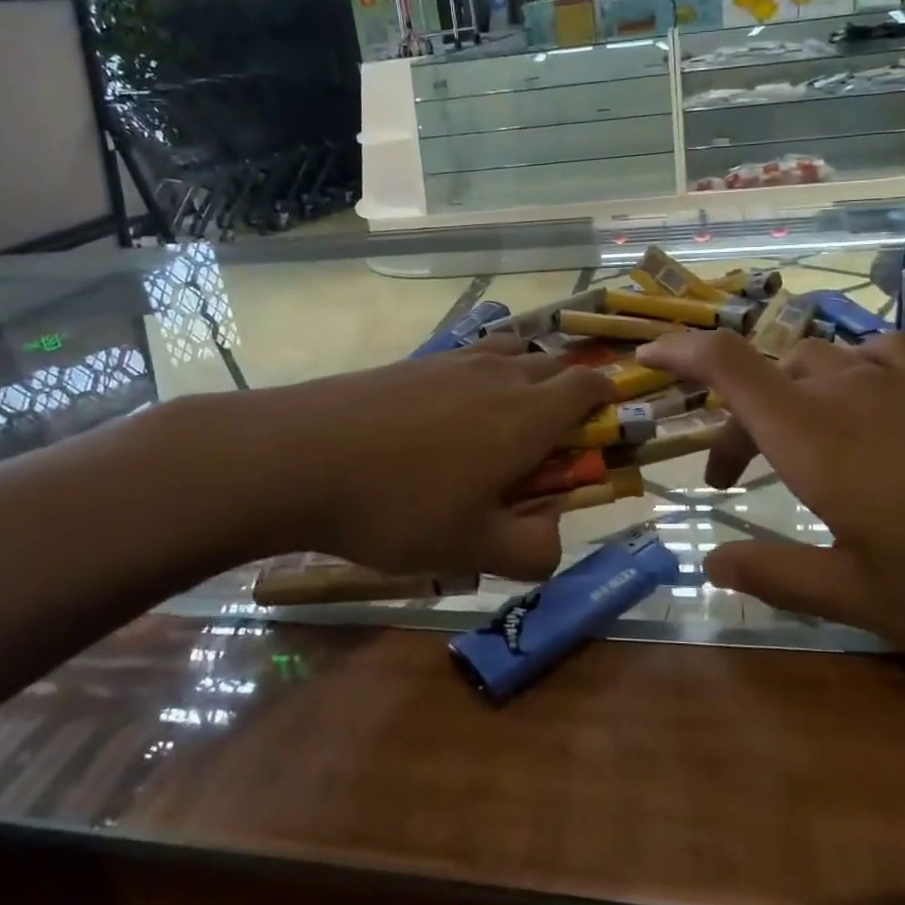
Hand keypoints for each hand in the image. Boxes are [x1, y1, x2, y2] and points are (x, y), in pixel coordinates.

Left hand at [170, 339, 613, 581]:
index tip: (604, 424)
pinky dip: (480, 376)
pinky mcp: (414, 363)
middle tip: (552, 438)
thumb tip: (554, 538)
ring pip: (511, 354)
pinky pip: (468, 358)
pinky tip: (450, 415)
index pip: (588, 385)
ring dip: (524, 378)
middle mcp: (499, 375)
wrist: (299, 457)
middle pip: (553, 364)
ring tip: (505, 421)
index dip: (606, 400)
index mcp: (527, 415)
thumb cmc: (398, 505)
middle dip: (567, 391)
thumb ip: (532, 550)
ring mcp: (453, 362)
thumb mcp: (472, 548)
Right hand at [634, 329, 904, 671]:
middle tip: (728, 479)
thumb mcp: (862, 596)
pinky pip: (878, 357)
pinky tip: (865, 406)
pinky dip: (848, 371)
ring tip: (790, 441)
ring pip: (818, 361)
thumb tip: (710, 562)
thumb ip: (776, 574)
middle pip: (768, 374)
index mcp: (815, 438)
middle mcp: (850, 396)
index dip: (682, 351)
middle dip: (733, 418)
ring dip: (786, 393)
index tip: (645, 355)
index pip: (730, 367)